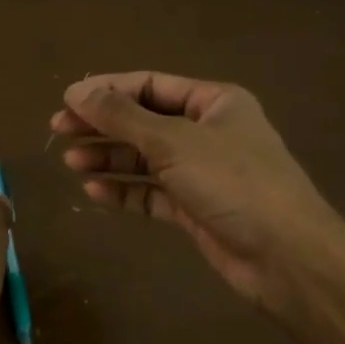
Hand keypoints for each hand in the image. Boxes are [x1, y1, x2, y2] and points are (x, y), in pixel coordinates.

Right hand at [52, 72, 344, 317]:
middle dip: (103, 125)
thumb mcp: (173, 141)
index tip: (67, 101)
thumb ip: (122, 116)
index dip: (107, 91)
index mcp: (213, 102)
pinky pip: (152, 193)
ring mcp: (202, 172)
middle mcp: (208, 131)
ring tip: (71, 162)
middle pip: (144, 121)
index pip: (150, 85)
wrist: (287, 258)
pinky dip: (125, 191)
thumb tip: (75, 90)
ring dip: (109, 158)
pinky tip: (94, 192)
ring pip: (145, 158)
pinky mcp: (196, 209)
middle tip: (58, 131)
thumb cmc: (233, 181)